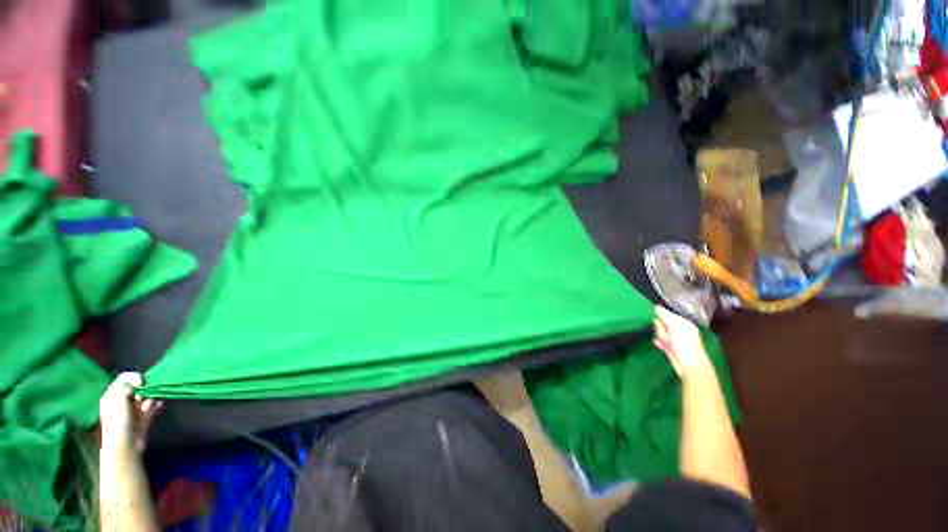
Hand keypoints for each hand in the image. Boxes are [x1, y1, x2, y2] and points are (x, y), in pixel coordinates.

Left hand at [99, 373, 162, 452]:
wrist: (125, 443)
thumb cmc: (117, 420)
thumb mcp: (118, 399)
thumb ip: (127, 386)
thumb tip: (138, 382)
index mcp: (113, 394)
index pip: (125, 378)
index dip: (134, 377)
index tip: (141, 383)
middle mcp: (124, 398)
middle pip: (139, 385)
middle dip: (144, 389)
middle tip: (141, 398)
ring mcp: (135, 407)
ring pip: (148, 394)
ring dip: (150, 398)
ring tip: (147, 407)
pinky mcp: (145, 413)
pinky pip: (154, 404)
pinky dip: (156, 404)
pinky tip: (156, 407)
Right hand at [653, 306, 713, 379]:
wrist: (688, 363)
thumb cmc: (684, 341)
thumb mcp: (674, 324)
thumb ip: (665, 315)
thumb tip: (656, 307)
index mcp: (684, 323)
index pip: (670, 314)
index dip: (662, 315)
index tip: (655, 315)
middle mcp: (680, 330)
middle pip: (664, 323)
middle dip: (661, 326)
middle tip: (664, 332)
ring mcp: (675, 339)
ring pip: (661, 332)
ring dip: (661, 335)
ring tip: (665, 341)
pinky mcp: (670, 348)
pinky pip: (661, 341)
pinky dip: (659, 342)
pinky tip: (659, 344)